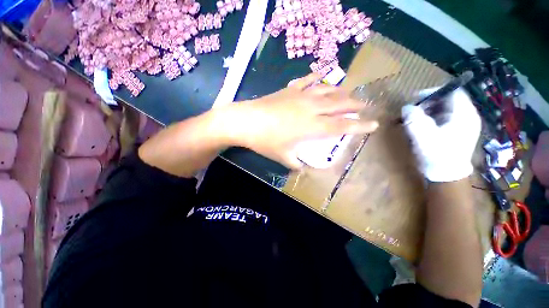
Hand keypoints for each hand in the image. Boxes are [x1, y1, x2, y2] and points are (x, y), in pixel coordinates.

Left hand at [222, 73, 378, 168]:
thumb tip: (302, 167)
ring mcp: (301, 96)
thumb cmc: (266, 141)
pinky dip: (317, 77)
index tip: (373, 124)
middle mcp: (311, 109)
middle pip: (339, 104)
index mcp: (312, 127)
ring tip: (349, 93)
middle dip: (355, 105)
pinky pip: (307, 80)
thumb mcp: (283, 157)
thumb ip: (296, 163)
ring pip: (327, 90)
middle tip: (365, 105)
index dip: (359, 125)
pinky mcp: (290, 89)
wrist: (246, 121)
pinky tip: (322, 75)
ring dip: (341, 91)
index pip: (342, 127)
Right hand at [401, 87, 480, 181]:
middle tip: (414, 111)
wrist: (446, 175)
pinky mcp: (458, 131)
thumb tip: (407, 107)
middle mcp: (467, 116)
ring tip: (416, 119)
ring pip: (446, 108)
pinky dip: (432, 118)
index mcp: (464, 114)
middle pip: (449, 99)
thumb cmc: (437, 155)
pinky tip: (423, 126)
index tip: (416, 100)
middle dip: (429, 102)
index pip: (453, 91)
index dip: (434, 92)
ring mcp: (464, 124)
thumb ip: (414, 119)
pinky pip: (445, 117)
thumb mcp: (423, 136)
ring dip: (429, 110)